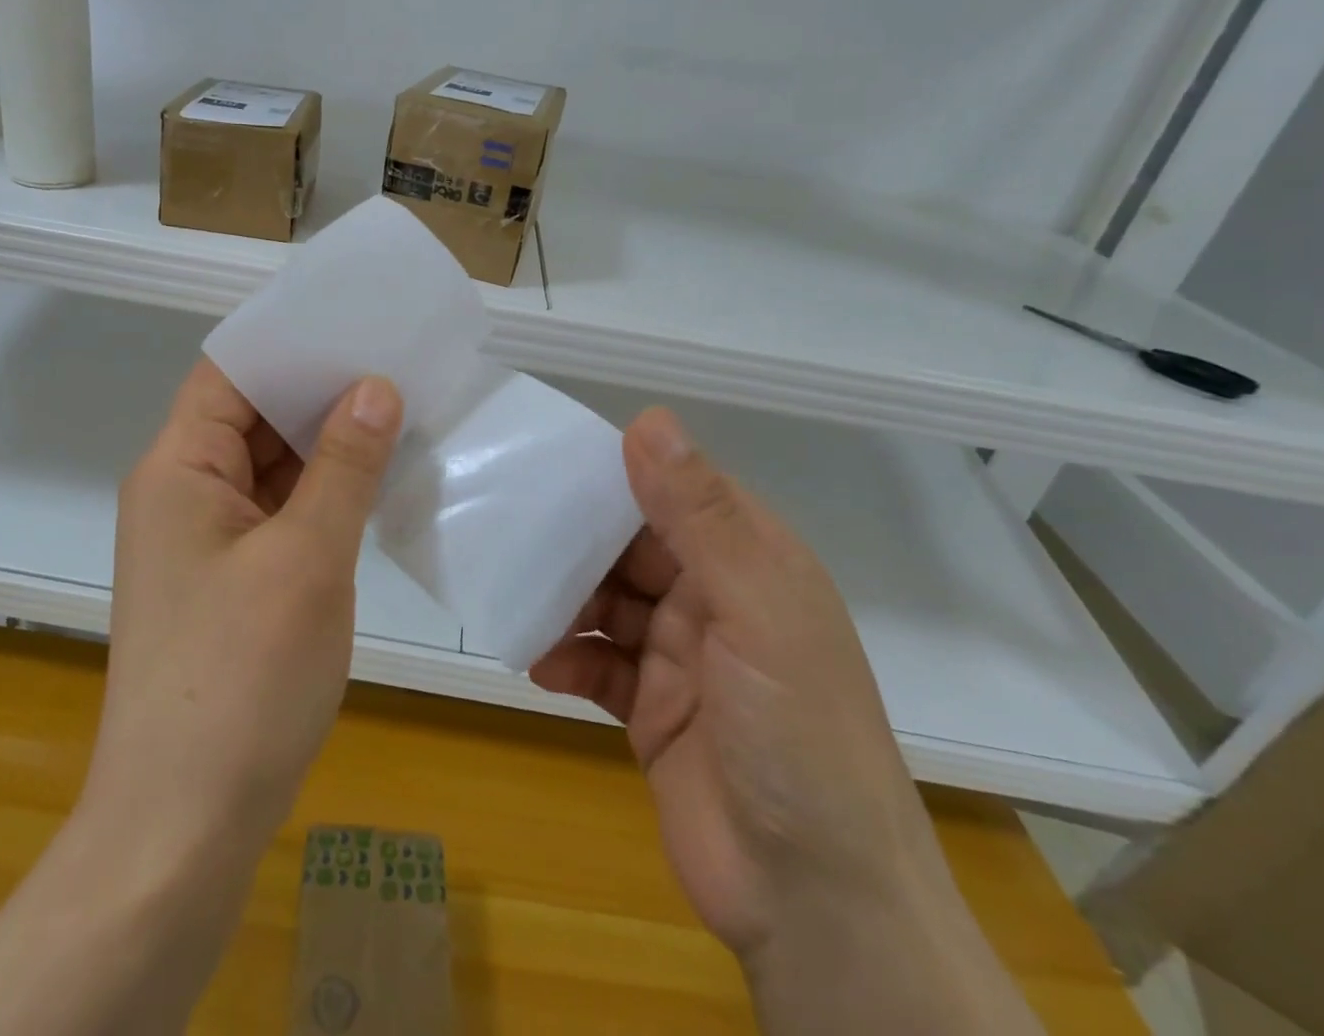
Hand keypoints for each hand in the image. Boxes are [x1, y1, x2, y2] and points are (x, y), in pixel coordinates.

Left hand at [84, 360, 403, 858]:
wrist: (184, 828)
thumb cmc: (240, 679)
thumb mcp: (306, 559)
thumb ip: (344, 465)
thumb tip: (376, 385)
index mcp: (180, 468)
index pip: (231, 371)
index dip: (289, 341)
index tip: (356, 319)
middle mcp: (185, 491)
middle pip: (252, 414)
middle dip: (320, 388)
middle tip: (397, 359)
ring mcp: (207, 538)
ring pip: (270, 464)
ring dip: (327, 442)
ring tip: (400, 406)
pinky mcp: (231, 579)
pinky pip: (278, 509)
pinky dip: (322, 490)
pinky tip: (376, 478)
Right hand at [531, 407, 926, 953]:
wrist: (815, 903)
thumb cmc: (797, 732)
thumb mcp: (755, 609)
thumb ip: (699, 515)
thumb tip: (648, 419)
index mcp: (748, 560)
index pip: (674, 490)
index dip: (618, 470)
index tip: (547, 457)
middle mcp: (713, 597)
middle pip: (630, 546)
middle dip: (576, 537)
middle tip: (509, 524)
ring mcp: (680, 655)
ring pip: (606, 602)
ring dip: (563, 599)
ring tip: (512, 591)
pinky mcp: (650, 708)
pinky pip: (597, 664)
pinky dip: (568, 659)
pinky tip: (540, 664)